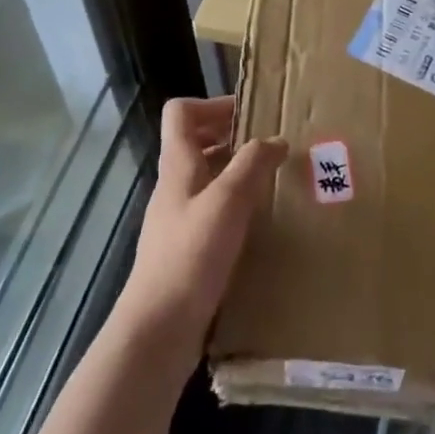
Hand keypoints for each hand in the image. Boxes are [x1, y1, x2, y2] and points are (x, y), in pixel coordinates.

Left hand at [116, 97, 286, 362]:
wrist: (159, 328)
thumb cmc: (191, 256)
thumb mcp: (228, 202)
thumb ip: (252, 164)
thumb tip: (275, 140)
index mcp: (178, 165)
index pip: (180, 112)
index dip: (212, 104)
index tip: (249, 114)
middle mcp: (174, 185)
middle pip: (194, 141)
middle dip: (230, 135)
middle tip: (269, 145)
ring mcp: (178, 218)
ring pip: (205, 176)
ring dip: (235, 170)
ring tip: (272, 180)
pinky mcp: (186, 247)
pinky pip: (211, 209)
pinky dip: (234, 204)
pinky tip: (259, 222)